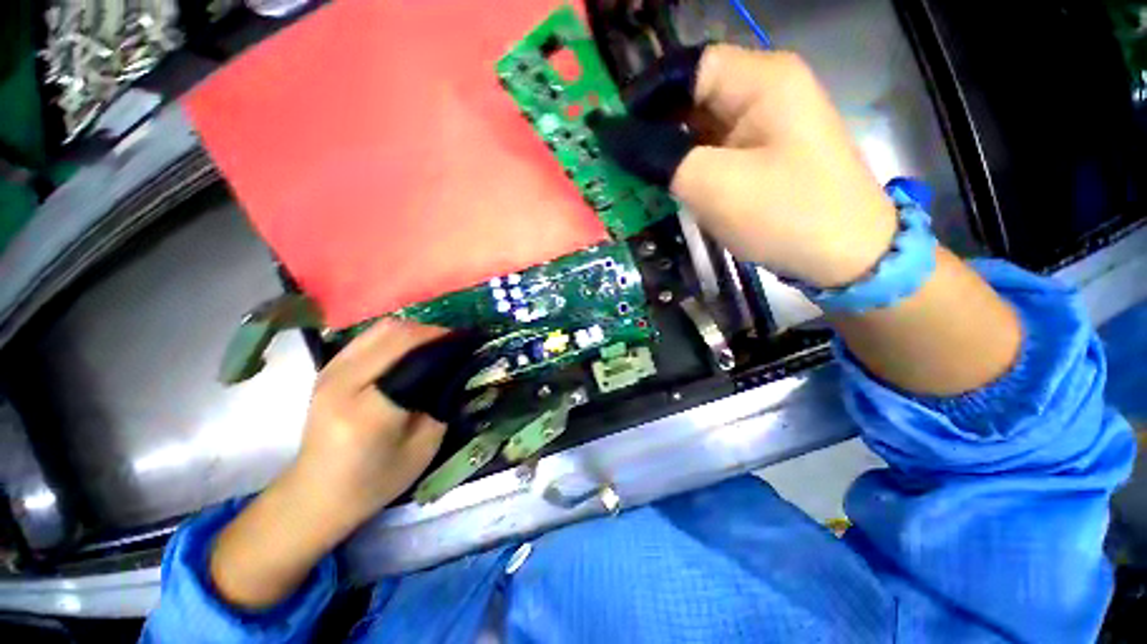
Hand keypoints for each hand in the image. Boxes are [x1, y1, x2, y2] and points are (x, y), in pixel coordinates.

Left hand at [290, 319, 448, 530]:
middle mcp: (344, 381)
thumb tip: (459, 368)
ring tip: (438, 343)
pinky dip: (398, 335)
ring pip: (384, 328)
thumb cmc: (375, 480)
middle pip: (398, 334)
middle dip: (435, 332)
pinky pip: (371, 336)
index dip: (446, 343)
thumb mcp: (424, 448)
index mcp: (369, 409)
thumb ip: (443, 403)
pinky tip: (412, 348)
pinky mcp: (328, 367)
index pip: (414, 356)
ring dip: (417, 330)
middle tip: (458, 342)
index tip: (470, 343)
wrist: (316, 494)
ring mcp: (331, 370)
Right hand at [595, 44, 1019, 396]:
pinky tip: (670, 185)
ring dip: (668, 150)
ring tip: (638, 177)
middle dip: (654, 127)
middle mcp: (764, 91)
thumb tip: (612, 136)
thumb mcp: (713, 184)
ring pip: (700, 125)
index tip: (614, 134)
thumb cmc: (784, 214)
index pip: (687, 68)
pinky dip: (687, 165)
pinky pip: (714, 149)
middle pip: (693, 95)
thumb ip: (659, 156)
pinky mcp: (762, 154)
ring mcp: (765, 124)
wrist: (846, 257)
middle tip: (621, 162)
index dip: (645, 96)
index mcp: (761, 79)